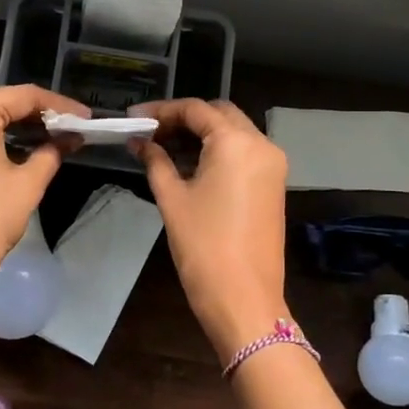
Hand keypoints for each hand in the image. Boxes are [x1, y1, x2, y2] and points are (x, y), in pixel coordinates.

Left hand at [0, 85, 84, 298]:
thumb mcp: (27, 185)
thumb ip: (51, 152)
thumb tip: (69, 138)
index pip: (21, 96)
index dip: (58, 105)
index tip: (84, 117)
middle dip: (33, 115)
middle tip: (67, 127)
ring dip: (9, 128)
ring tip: (44, 138)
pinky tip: (9, 154)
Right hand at [132, 99, 288, 362]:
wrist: (244, 298)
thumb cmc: (203, 246)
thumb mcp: (172, 199)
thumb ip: (155, 161)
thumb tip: (140, 142)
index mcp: (237, 142)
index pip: (196, 110)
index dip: (162, 111)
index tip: (134, 118)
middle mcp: (261, 144)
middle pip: (219, 115)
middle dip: (184, 119)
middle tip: (150, 133)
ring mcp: (272, 165)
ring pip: (234, 132)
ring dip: (202, 134)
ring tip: (163, 148)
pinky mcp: (274, 184)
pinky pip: (244, 153)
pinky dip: (218, 151)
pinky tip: (189, 164)